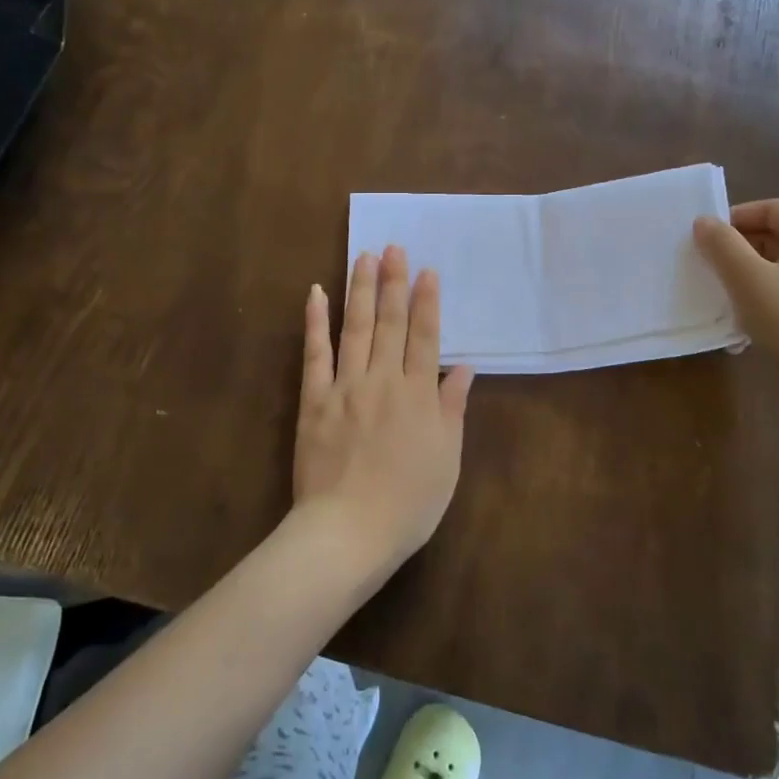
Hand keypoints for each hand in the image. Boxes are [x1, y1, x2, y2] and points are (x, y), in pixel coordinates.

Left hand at [294, 246, 475, 568]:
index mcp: (418, 395)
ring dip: (361, 290)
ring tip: (364, 256)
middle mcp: (384, 380)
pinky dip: (316, 322)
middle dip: (393, 282)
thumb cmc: (409, 503)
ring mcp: (346, 387)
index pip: (425, 336)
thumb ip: (453, 408)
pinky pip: (315, 354)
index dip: (427, 301)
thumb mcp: (447, 459)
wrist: (349, 531)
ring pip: (356, 328)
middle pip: (391, 322)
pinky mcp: (314, 400)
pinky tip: (317, 294)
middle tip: (393, 247)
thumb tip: (463, 367)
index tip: (426, 270)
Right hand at [693, 200, 778, 426]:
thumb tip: (704, 221)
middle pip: (778, 237)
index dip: (739, 215)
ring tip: (722, 297)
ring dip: (748, 277)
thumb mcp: (748, 279)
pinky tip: (744, 325)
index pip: (775, 208)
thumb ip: (722, 246)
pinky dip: (763, 301)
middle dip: (740, 248)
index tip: (709, 238)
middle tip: (710, 266)